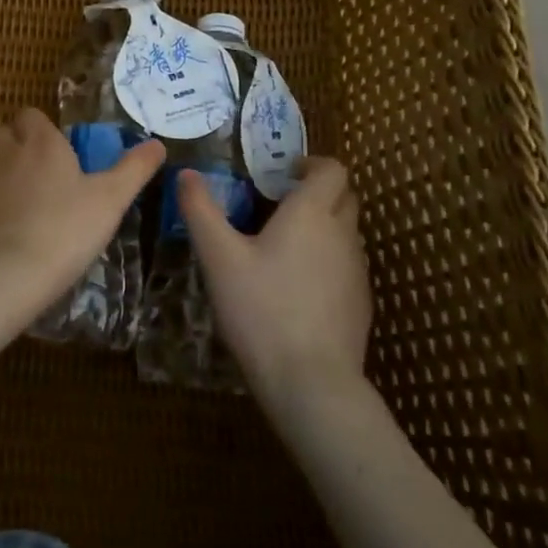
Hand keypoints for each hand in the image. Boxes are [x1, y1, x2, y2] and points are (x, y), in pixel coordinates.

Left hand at [0, 108, 165, 339]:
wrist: (7, 276)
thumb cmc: (66, 229)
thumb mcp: (112, 199)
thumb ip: (134, 169)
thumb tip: (157, 143)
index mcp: (42, 143)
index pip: (31, 114)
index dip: (44, 125)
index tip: (63, 146)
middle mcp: (8, 156)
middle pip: (5, 133)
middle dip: (20, 143)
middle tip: (48, 169)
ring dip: (8, 174)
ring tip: (33, 200)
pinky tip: (17, 230)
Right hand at [179, 157, 370, 408]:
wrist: (311, 384)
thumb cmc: (261, 310)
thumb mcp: (219, 258)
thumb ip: (201, 211)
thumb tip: (186, 174)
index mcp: (311, 213)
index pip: (332, 169)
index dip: (312, 164)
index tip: (283, 173)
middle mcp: (342, 234)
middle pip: (343, 196)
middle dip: (317, 191)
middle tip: (279, 204)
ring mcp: (357, 270)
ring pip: (346, 231)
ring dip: (324, 226)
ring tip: (285, 246)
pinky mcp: (361, 303)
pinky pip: (347, 265)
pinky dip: (328, 261)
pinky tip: (298, 288)